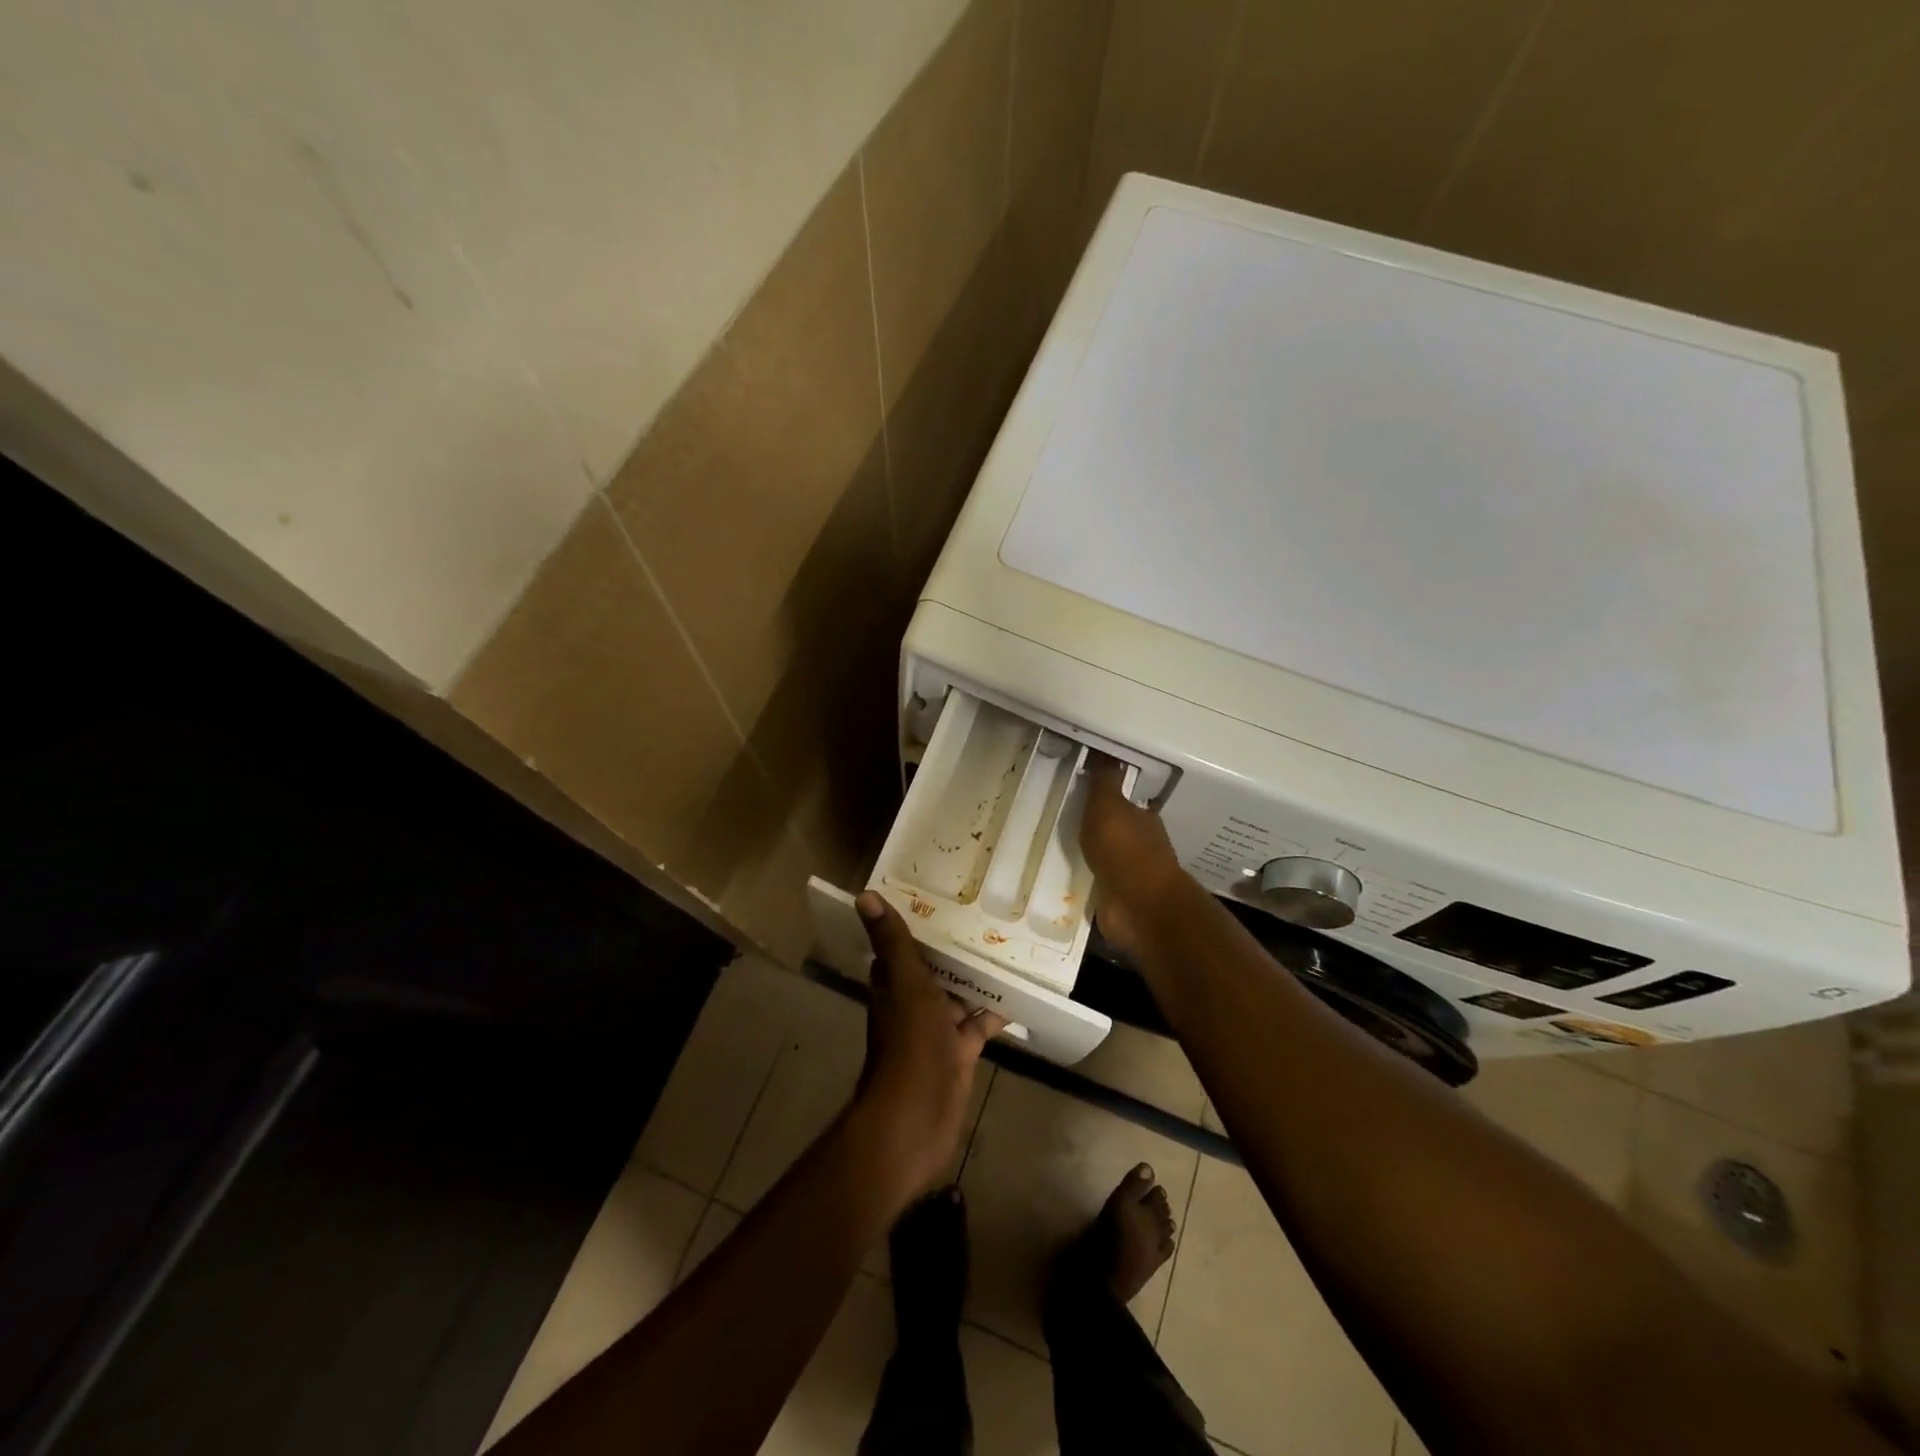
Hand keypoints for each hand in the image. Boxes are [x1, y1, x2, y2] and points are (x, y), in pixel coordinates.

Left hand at [847, 891, 1005, 1205]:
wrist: (915, 1120)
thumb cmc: (910, 1046)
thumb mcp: (906, 985)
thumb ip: (892, 942)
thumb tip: (864, 895)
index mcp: (896, 984)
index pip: (903, 946)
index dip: (919, 923)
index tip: (943, 895)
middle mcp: (913, 1003)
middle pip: (935, 969)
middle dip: (955, 948)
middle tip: (987, 914)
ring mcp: (936, 1030)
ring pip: (958, 995)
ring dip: (978, 977)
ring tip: (1009, 945)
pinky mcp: (958, 1053)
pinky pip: (978, 1024)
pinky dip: (994, 1011)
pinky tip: (1019, 994)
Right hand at [1081, 753, 1184, 954]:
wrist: (1138, 906)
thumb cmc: (1124, 849)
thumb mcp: (1109, 805)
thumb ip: (1105, 780)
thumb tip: (1104, 750)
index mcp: (1142, 819)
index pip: (1126, 801)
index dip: (1109, 794)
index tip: (1085, 789)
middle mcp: (1140, 845)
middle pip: (1116, 830)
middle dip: (1097, 825)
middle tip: (1066, 817)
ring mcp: (1130, 875)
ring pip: (1106, 858)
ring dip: (1090, 854)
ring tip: (1060, 847)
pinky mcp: (1116, 900)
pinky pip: (1096, 883)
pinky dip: (1086, 880)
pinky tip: (1067, 877)